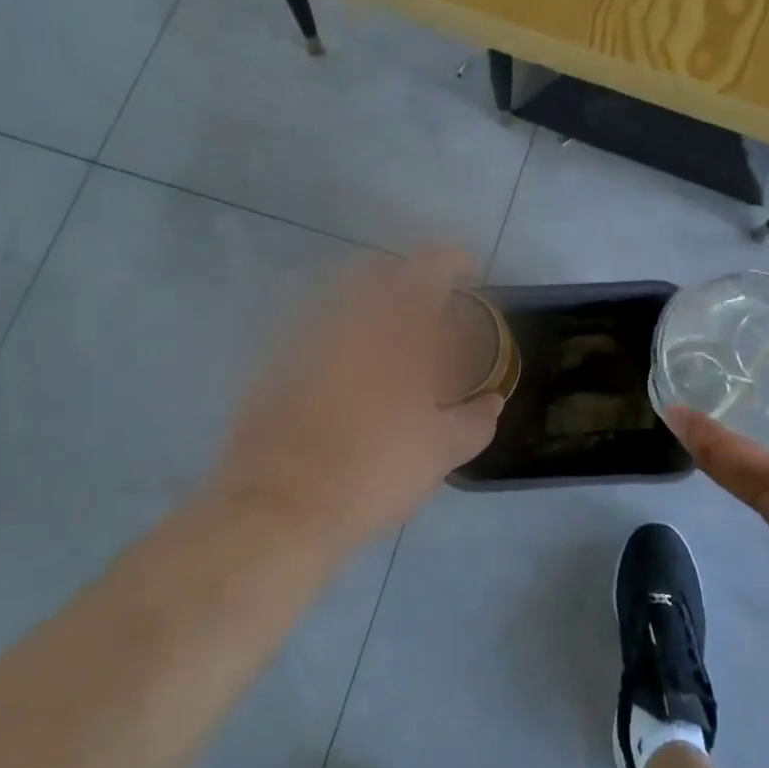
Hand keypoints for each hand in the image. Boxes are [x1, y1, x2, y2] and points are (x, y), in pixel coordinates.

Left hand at [211, 248, 501, 556]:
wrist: (278, 507)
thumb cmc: (372, 471)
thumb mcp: (440, 453)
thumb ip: (474, 420)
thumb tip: (491, 402)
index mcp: (396, 328)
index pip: (429, 268)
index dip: (453, 261)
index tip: (470, 273)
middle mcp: (349, 318)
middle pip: (380, 270)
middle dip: (408, 277)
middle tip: (428, 306)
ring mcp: (307, 337)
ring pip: (344, 296)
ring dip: (373, 304)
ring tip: (389, 339)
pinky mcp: (276, 362)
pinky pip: (316, 328)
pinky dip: (340, 334)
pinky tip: (347, 371)